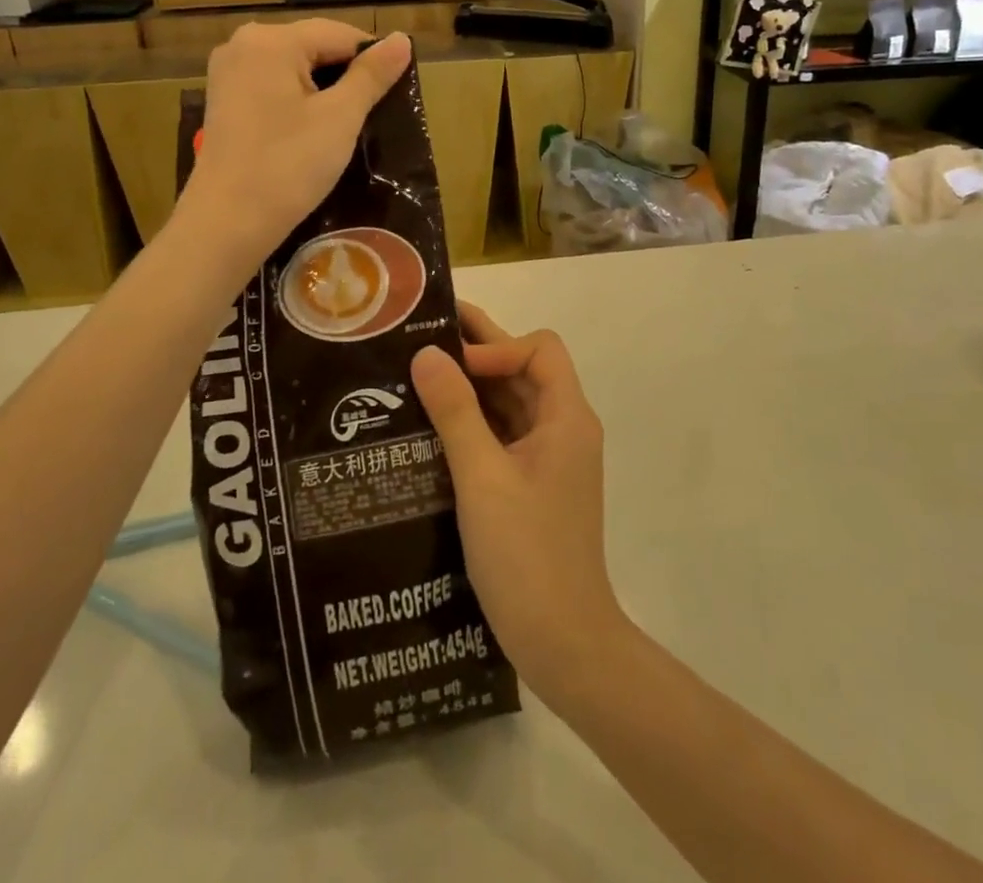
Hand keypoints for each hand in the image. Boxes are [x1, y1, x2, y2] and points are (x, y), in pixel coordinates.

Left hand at [181, 22, 410, 265]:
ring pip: (294, 68)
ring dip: (324, 90)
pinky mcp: (224, 100)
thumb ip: (372, 74)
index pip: (340, 34)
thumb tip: (402, 39)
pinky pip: (273, 85)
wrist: (227, 223)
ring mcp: (228, 72)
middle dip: (346, 76)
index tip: (393, 96)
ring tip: (345, 126)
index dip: (373, 61)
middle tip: (371, 115)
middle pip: (315, 47)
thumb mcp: (340, 118)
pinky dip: (298, 101)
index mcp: (272, 40)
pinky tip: (311, 132)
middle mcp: (243, 44)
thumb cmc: (288, 166)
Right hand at [410, 304, 623, 706]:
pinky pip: (503, 436)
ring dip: (471, 389)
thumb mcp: (482, 478)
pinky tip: (431, 428)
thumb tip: (427, 353)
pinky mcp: (533, 485)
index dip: (496, 346)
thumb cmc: (526, 555)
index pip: (539, 351)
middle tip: (419, 339)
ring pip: (511, 404)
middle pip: (523, 372)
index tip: (450, 363)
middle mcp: (564, 429)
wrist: (563, 643)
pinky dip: (473, 423)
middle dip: (476, 354)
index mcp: (566, 418)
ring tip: (416, 379)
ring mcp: (550, 459)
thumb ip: (455, 412)